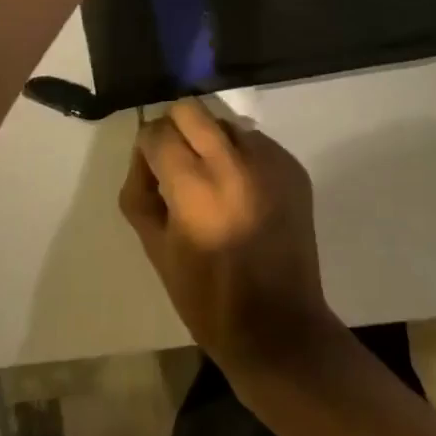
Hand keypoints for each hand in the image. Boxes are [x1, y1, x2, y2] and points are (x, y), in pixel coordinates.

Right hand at [120, 99, 341, 377]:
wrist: (279, 326)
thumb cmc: (208, 298)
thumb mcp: (156, 251)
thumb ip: (141, 193)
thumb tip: (145, 156)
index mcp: (195, 188)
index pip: (158, 132)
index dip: (147, 147)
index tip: (150, 167)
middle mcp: (235, 163)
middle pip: (192, 110)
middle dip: (175, 128)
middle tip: (175, 161)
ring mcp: (270, 161)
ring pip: (226, 122)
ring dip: (211, 141)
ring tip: (214, 181)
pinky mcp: (294, 168)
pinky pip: (256, 142)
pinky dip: (242, 156)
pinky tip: (243, 193)